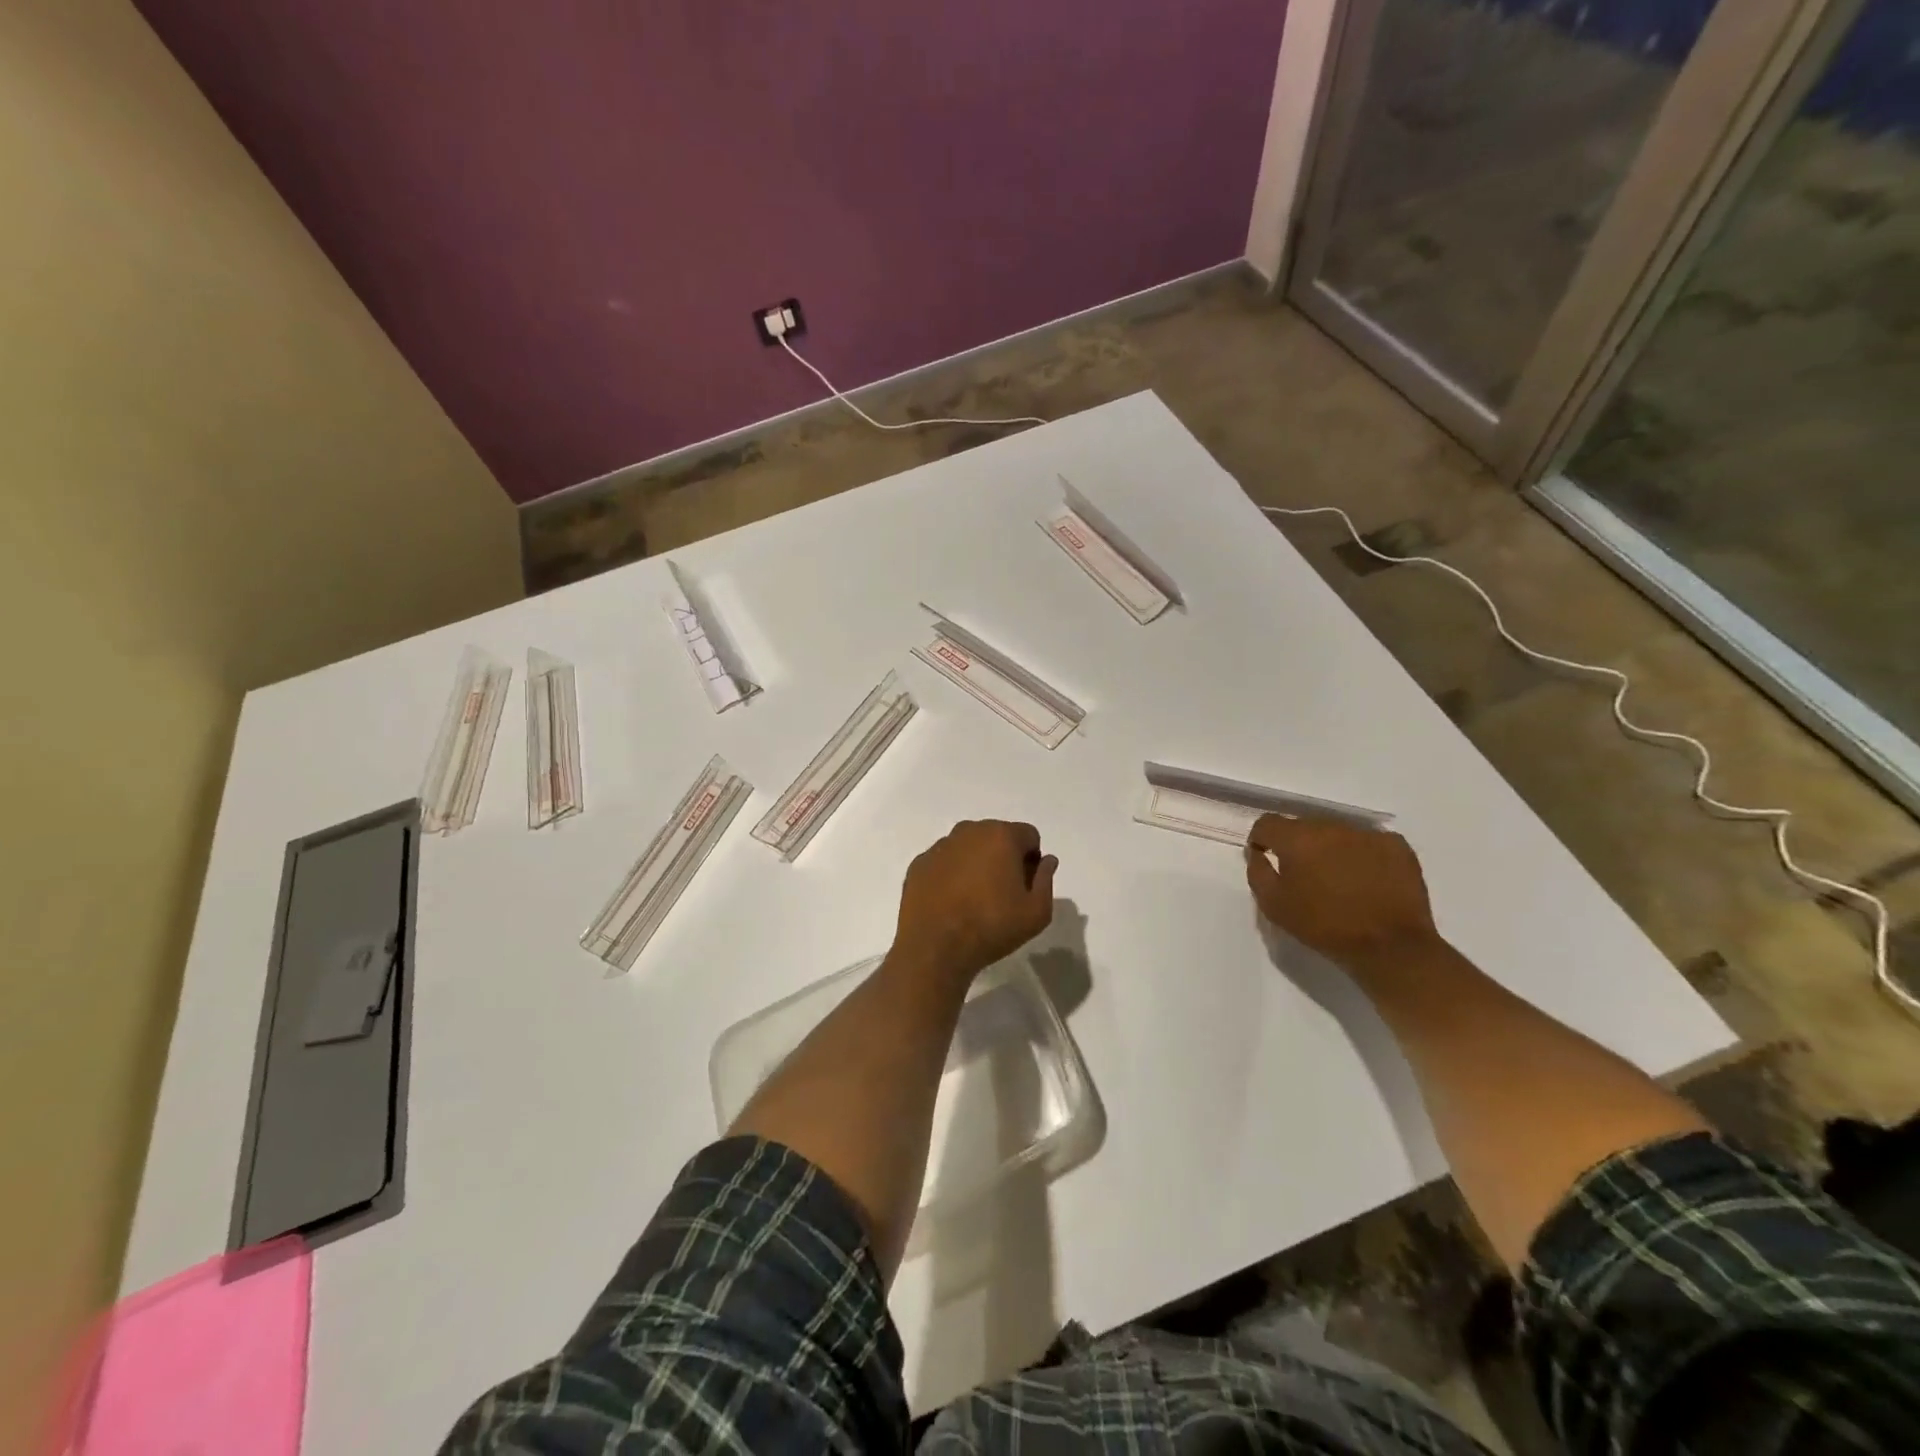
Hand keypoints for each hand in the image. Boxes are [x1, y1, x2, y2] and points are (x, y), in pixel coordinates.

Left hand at [893, 820, 1057, 985]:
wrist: (934, 948)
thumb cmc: (992, 927)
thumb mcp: (1037, 912)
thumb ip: (1047, 880)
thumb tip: (1046, 861)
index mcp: (1001, 836)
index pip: (1029, 835)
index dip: (1032, 859)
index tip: (1026, 886)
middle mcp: (968, 831)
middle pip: (996, 836)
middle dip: (1004, 857)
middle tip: (1002, 893)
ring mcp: (940, 846)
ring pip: (968, 847)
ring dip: (976, 864)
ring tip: (974, 899)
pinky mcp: (919, 864)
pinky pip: (944, 862)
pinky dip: (951, 874)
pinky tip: (951, 902)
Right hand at [1245, 814, 1438, 969]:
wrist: (1391, 947)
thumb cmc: (1325, 927)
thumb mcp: (1274, 906)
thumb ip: (1258, 872)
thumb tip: (1257, 853)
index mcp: (1298, 839)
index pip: (1268, 823)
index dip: (1262, 839)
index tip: (1265, 857)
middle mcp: (1331, 827)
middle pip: (1304, 826)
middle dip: (1298, 845)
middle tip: (1304, 875)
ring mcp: (1367, 834)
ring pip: (1337, 833)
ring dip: (1330, 849)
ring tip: (1338, 879)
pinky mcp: (1397, 846)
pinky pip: (1369, 842)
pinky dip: (1362, 855)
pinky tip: (1367, 879)